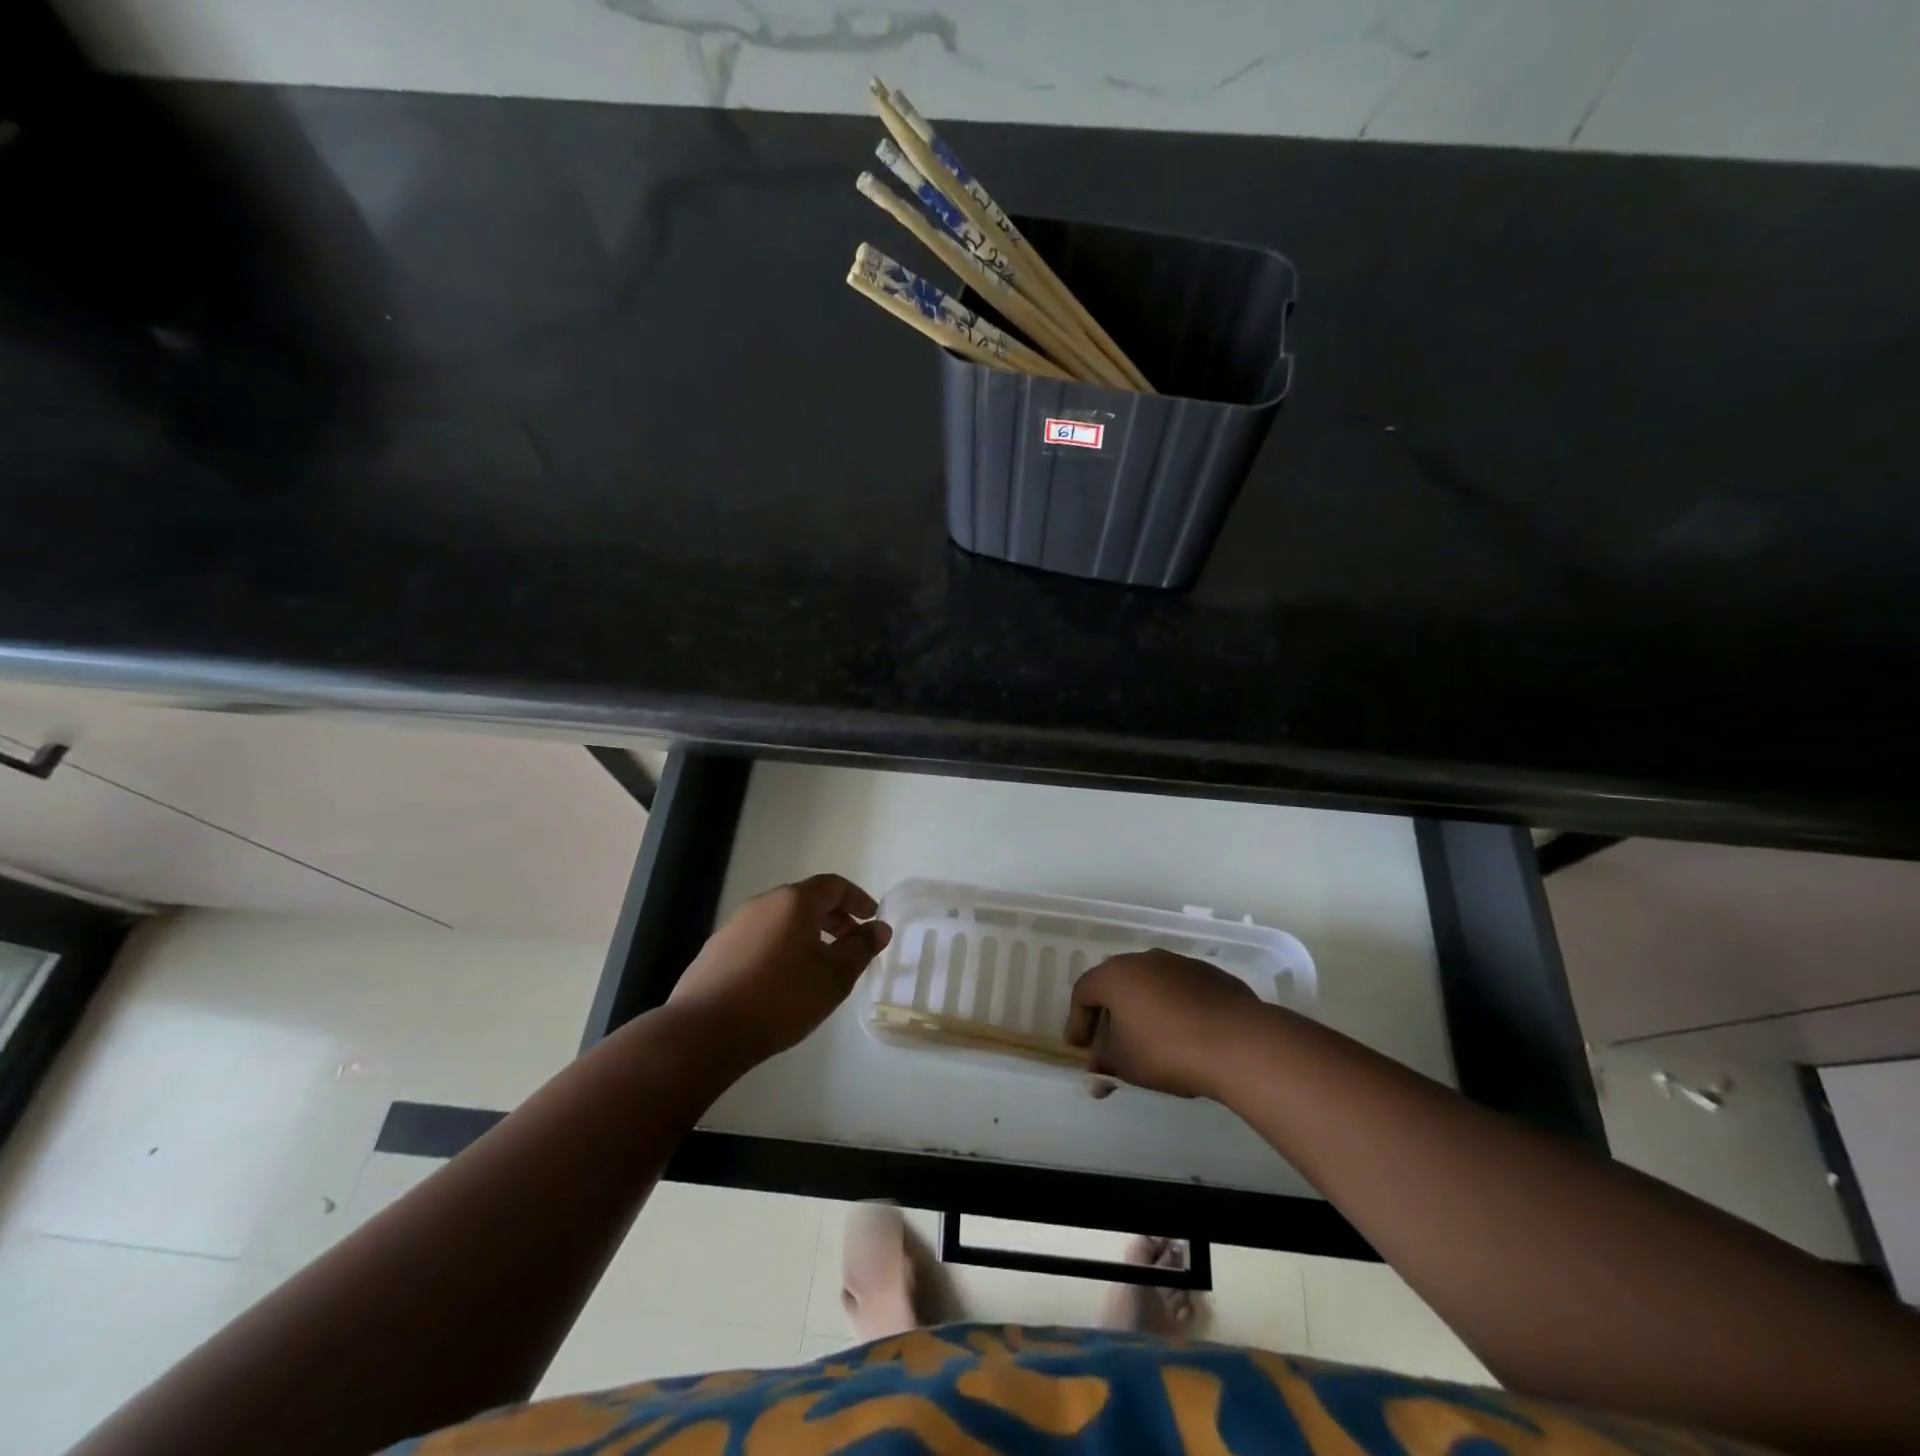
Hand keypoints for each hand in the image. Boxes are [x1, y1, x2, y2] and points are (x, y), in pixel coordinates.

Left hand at [669, 874, 890, 1064]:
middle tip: (852, 942)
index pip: (833, 885)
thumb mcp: (833, 977)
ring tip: (820, 964)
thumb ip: (861, 949)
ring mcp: (735, 926)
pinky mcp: (716, 951)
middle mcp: (764, 904)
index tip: (872, 917)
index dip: (857, 899)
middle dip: (834, 917)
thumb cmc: (781, 998)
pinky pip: (760, 938)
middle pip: (806, 900)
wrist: (705, 1031)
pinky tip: (783, 979)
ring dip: (807, 933)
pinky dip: (781, 947)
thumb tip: (880, 928)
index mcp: (794, 902)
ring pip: (781, 919)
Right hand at [1065, 949, 1261, 1097]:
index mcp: (1115, 976)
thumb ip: (1105, 1066)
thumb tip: (1095, 1077)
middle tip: (1110, 1043)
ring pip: (1150, 983)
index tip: (1080, 1047)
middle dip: (1109, 1014)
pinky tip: (1183, 1035)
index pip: (1084, 992)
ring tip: (1149, 1041)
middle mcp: (1144, 960)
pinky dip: (1172, 1008)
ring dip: (1143, 1008)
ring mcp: (1179, 963)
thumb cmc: (1167, 1050)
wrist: (1238, 1041)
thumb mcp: (1126, 1065)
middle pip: (1116, 983)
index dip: (1078, 1020)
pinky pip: (1179, 989)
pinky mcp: (1209, 974)